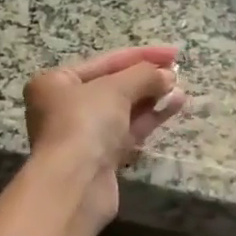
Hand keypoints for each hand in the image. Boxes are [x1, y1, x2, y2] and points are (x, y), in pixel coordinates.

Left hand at [24, 44, 184, 222]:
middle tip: (177, 71)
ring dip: (151, 98)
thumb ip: (143, 75)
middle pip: (112, 86)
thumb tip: (168, 75)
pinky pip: (127, 130)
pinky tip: (174, 105)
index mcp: (56, 82)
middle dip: (145, 78)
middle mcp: (64, 107)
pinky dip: (149, 118)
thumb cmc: (85, 123)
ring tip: (180, 89)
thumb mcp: (115, 89)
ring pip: (122, 110)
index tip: (173, 52)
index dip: (140, 55)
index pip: (104, 61)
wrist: (74, 183)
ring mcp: (82, 134)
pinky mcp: (100, 158)